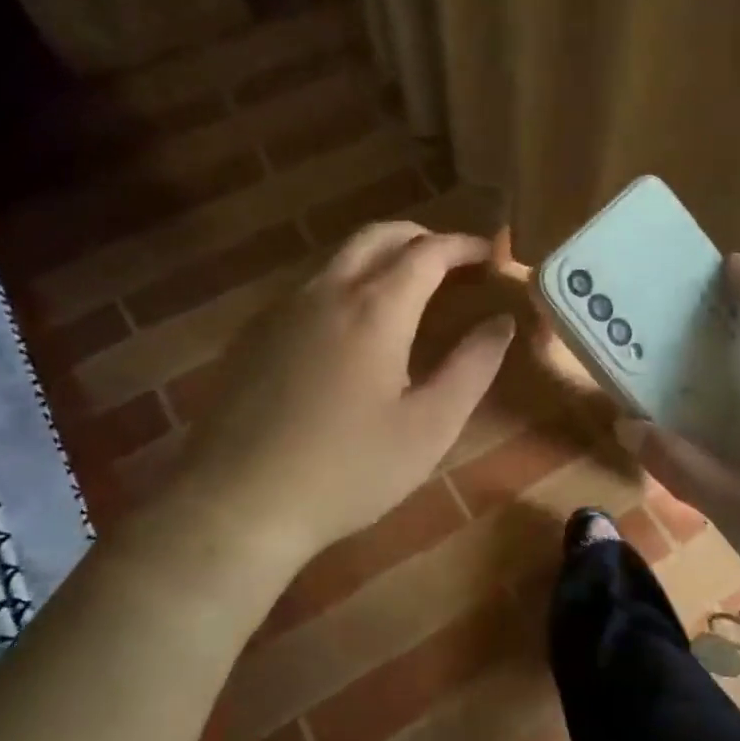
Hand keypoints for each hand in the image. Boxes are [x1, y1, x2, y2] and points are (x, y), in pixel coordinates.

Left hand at [157, 222, 513, 581]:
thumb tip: (502, 322)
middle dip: (422, 237)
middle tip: (453, 262)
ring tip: (410, 290)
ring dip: (382, 258)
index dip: (465, 246)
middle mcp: (326, 292)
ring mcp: (282, 310)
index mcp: (375, 309)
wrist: (238, 505)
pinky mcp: (254, 334)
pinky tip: (352, 329)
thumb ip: (473, 366)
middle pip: (378, 236)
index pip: (428, 252)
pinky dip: (347, 285)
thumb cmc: (349, 470)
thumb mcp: (430, 427)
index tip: (493, 253)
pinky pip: (310, 288)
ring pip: (340, 258)